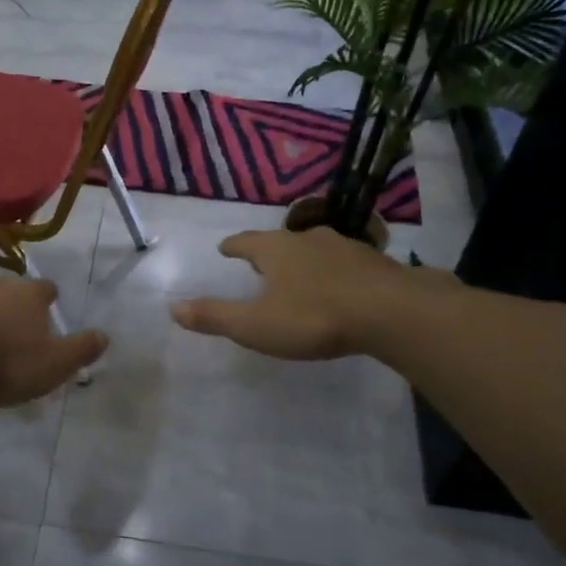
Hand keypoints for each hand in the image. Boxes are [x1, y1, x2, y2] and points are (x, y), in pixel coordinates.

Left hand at [0, 278, 106, 406]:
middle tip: (11, 327)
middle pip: (6, 289)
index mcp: (27, 296)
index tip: (48, 306)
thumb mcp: (52, 366)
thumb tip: (105, 336)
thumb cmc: (2, 364)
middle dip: (10, 304)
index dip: (47, 298)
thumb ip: (79, 350)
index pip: (44, 289)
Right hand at [170, 228, 455, 360]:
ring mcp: (346, 247)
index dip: (233, 246)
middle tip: (260, 261)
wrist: (392, 312)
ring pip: (316, 249)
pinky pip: (346, 263)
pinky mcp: (375, 263)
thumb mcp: (255, 325)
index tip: (225, 248)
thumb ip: (215, 316)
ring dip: (304, 259)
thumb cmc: (314, 317)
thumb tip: (172, 307)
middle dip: (269, 251)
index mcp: (276, 250)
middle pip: (282, 241)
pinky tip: (341, 285)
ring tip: (299, 272)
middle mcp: (308, 240)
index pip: (246, 242)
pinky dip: (336, 271)